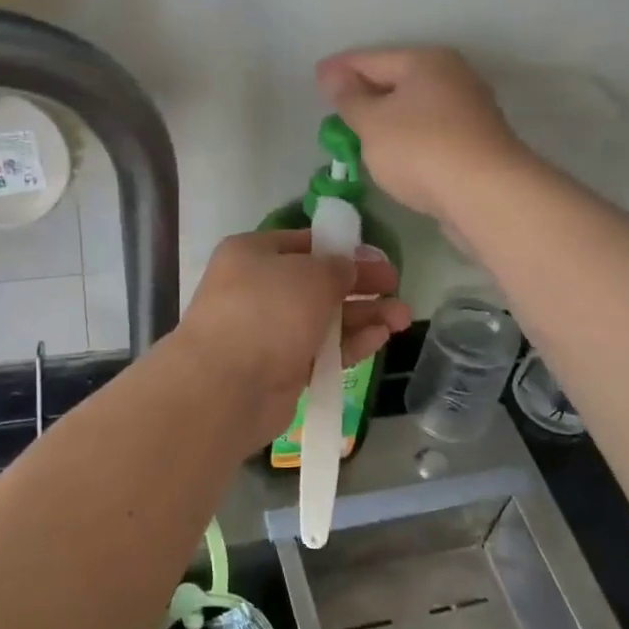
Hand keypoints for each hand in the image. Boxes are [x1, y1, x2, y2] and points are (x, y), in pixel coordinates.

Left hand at [174, 230, 410, 451]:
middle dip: (360, 286)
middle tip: (397, 287)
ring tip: (402, 318)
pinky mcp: (281, 368)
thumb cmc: (267, 311)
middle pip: (318, 282)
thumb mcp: (310, 274)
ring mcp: (268, 331)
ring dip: (363, 316)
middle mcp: (257, 289)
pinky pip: (321, 350)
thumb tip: (347, 268)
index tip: (377, 259)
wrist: (225, 385)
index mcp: (252, 254)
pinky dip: (349, 343)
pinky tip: (380, 338)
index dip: (343, 249)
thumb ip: (337, 268)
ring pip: (324, 319)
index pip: (304, 243)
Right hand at [316, 47, 526, 223]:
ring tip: (358, 134)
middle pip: (397, 80)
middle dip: (365, 93)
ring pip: (414, 109)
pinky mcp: (476, 145)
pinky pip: (429, 133)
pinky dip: (406, 139)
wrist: (487, 196)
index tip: (316, 76)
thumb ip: (349, 98)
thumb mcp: (371, 122)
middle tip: (334, 108)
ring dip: (387, 119)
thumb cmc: (420, 150)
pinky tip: (393, 156)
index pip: (372, 58)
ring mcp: (469, 111)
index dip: (340, 68)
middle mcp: (453, 78)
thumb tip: (333, 75)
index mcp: (426, 62)